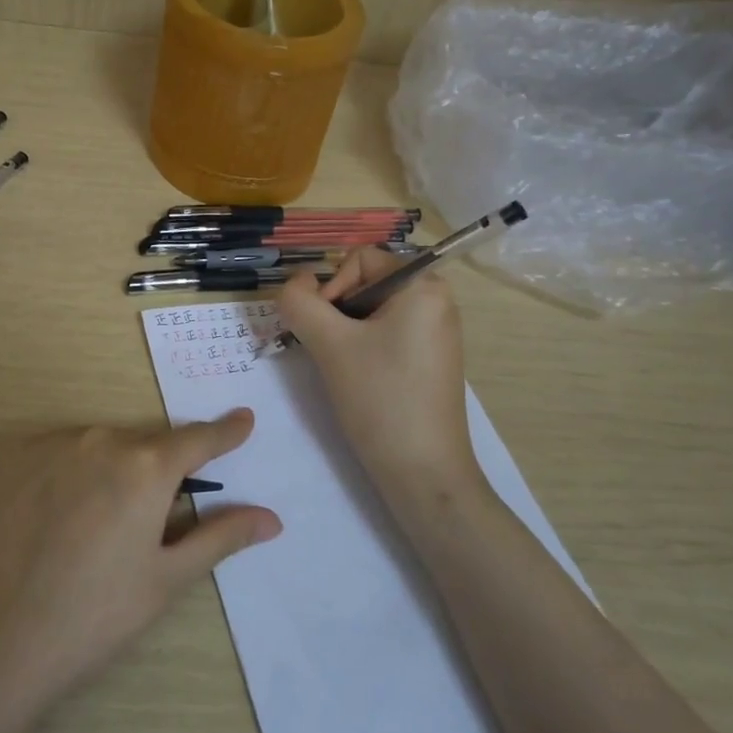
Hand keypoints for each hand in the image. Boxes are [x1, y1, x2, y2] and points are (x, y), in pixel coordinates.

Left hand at [0, 412, 279, 704]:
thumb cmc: (95, 615)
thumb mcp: (167, 579)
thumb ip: (221, 537)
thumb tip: (271, 518)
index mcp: (147, 467)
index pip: (198, 439)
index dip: (225, 432)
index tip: (244, 420)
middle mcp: (102, 439)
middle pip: (147, 444)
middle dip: (159, 469)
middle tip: (154, 516)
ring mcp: (54, 443)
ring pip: (103, 446)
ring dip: (114, 469)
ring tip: (99, 525)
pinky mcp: (15, 455)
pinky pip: (62, 450)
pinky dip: (73, 470)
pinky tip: (60, 514)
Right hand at [278, 248, 487, 505]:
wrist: (424, 474)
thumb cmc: (381, 399)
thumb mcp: (330, 344)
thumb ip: (300, 302)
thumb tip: (295, 283)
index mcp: (423, 286)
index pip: (359, 259)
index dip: (332, 288)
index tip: (326, 331)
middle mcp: (436, 300)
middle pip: (365, 283)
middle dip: (337, 312)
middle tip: (330, 351)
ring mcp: (436, 332)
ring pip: (371, 312)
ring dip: (345, 332)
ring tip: (343, 368)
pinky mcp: (430, 359)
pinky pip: (386, 334)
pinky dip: (363, 348)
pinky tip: (359, 379)